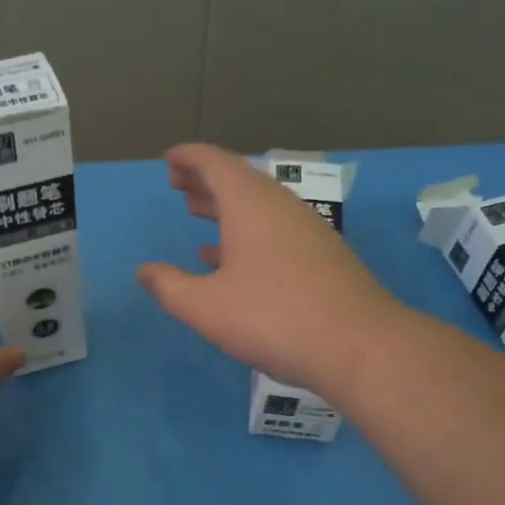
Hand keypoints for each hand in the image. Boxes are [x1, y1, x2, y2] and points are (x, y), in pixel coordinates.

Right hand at [136, 144, 404, 399]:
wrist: (359, 346)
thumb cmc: (273, 318)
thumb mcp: (206, 308)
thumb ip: (169, 287)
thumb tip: (145, 272)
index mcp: (250, 204)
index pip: (214, 163)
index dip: (188, 158)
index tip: (169, 159)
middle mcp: (280, 207)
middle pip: (238, 180)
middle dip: (205, 180)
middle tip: (178, 184)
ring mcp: (306, 229)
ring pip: (258, 206)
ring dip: (226, 206)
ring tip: (198, 211)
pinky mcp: (321, 255)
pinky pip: (275, 229)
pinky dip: (247, 232)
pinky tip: (231, 258)